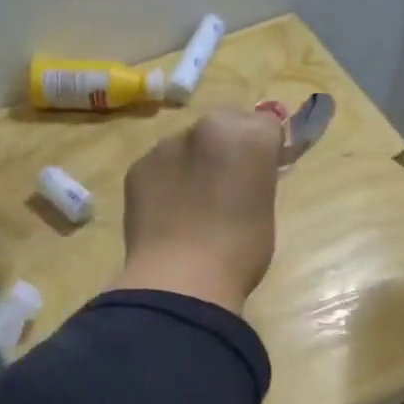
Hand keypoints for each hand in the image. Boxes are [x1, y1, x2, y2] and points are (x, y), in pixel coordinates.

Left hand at [114, 109, 283, 312]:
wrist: (181, 280)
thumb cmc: (239, 252)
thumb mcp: (264, 210)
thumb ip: (257, 178)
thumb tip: (245, 175)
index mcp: (248, 136)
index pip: (266, 125)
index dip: (266, 148)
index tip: (263, 172)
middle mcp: (206, 128)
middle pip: (224, 124)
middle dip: (227, 146)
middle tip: (227, 186)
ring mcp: (166, 145)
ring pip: (187, 144)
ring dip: (194, 162)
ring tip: (192, 204)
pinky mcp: (137, 167)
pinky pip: (159, 165)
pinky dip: (165, 181)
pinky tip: (167, 213)